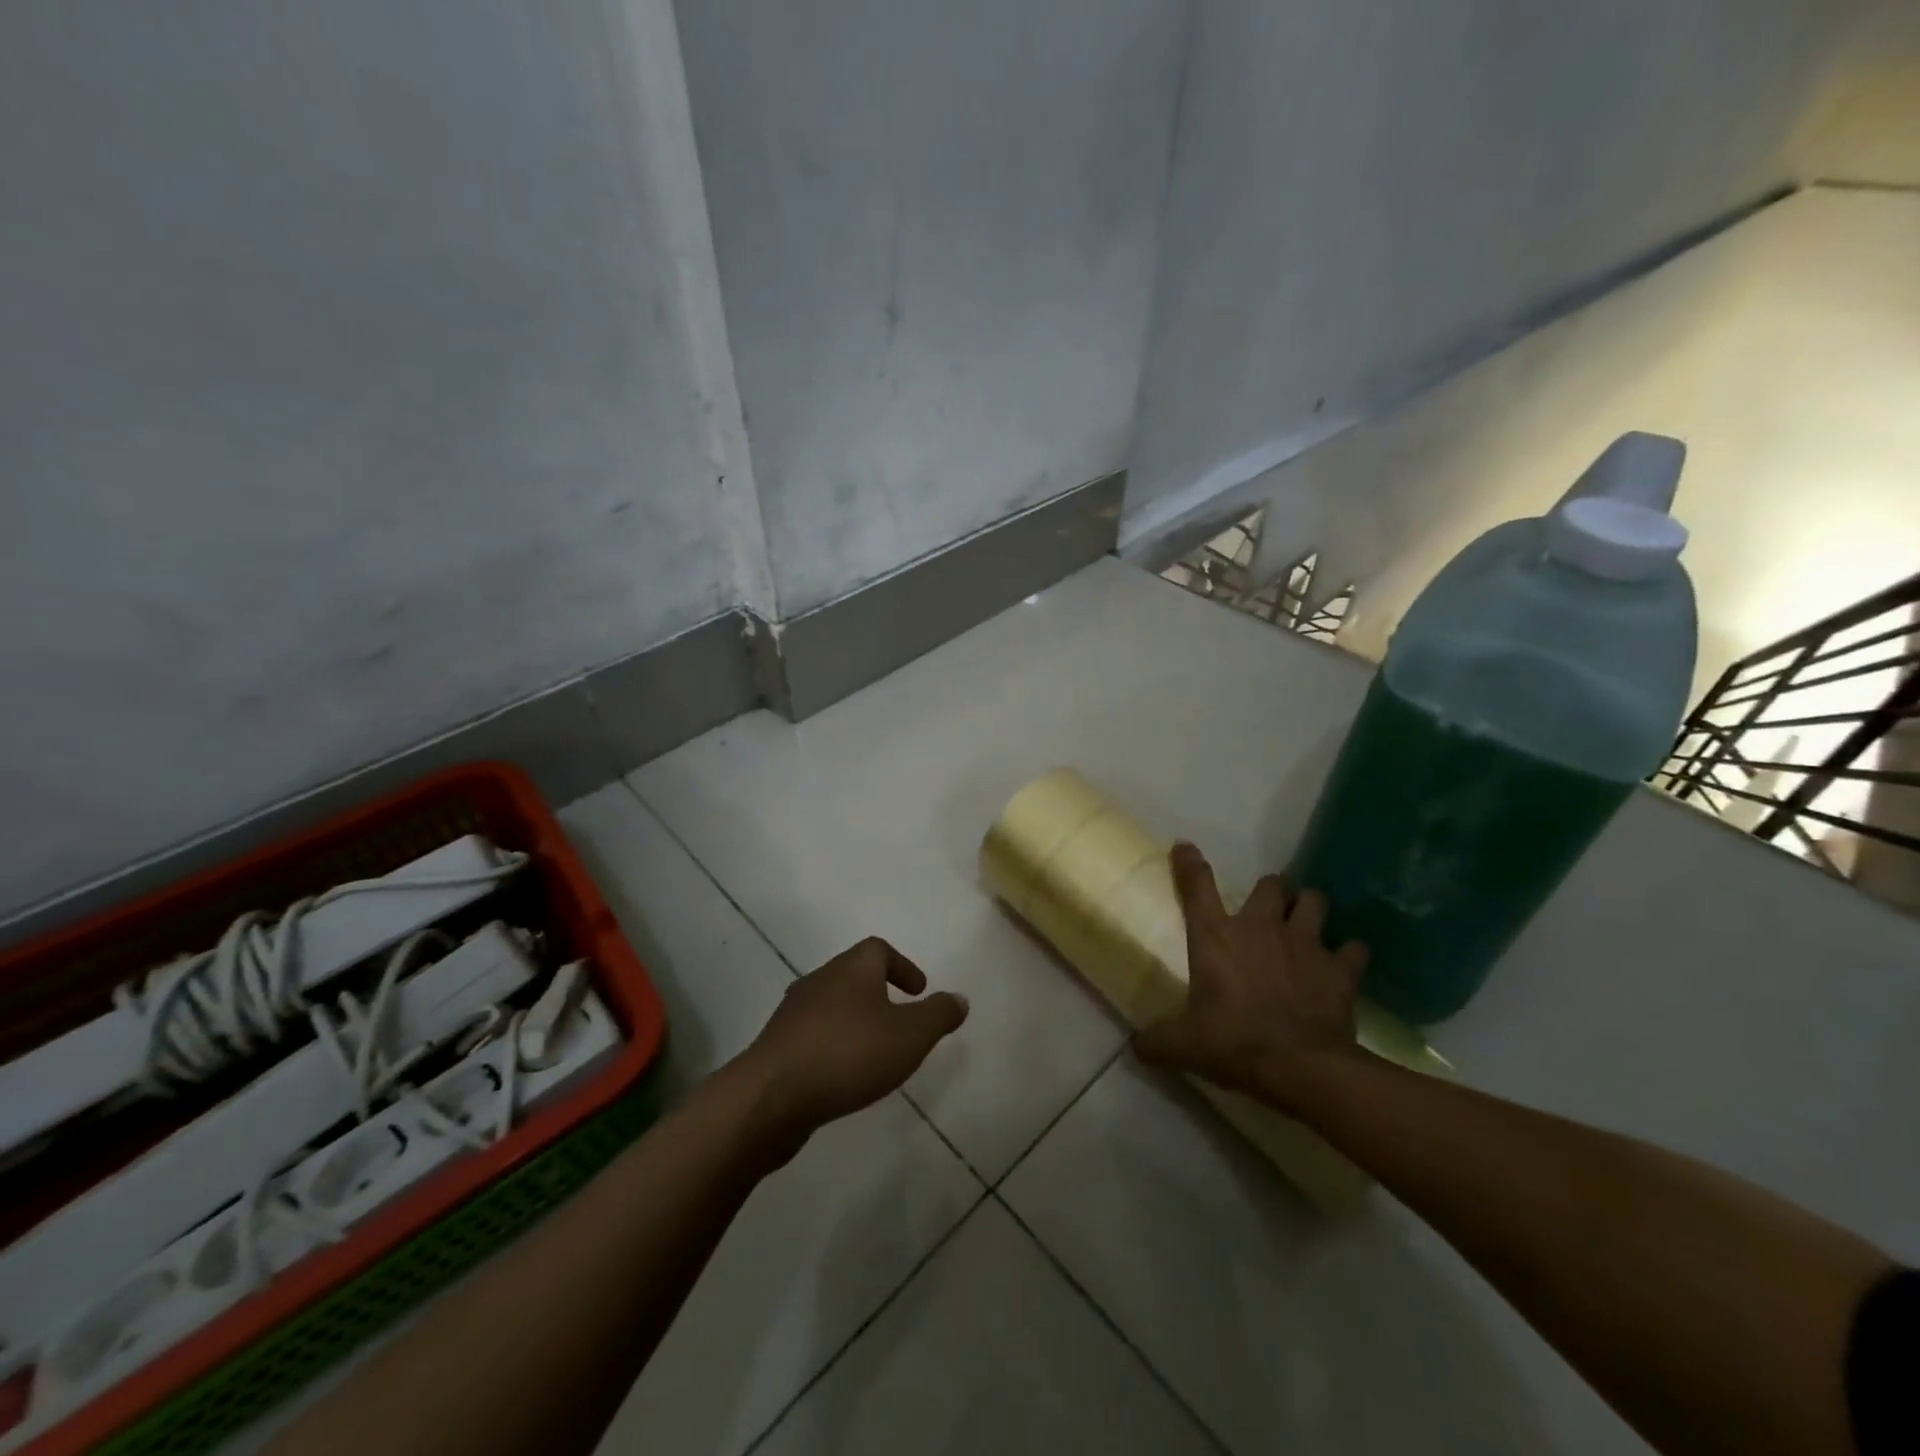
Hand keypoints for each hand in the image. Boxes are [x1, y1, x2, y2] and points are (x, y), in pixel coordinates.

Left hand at [737, 937, 968, 1148]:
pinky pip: (813, 1036)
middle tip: (900, 1020)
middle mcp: (820, 980)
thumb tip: (958, 998)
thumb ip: (938, 1015)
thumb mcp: (910, 1035)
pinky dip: (833, 1046)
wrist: (771, 1095)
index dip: (902, 966)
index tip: (918, 991)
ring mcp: (793, 1013)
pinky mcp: (777, 1046)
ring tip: (874, 1051)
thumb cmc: (849, 1054)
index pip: (878, 949)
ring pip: (832, 1006)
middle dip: (879, 994)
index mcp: (852, 968)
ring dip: (854, 1021)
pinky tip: (842, 1075)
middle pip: (853, 975)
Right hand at [1133, 842, 1369, 1111]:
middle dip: (1272, 890)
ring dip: (1310, 907)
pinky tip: (1346, 963)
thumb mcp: (1183, 1045)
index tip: (1185, 846)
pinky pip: (1353, 949)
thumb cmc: (1233, 1044)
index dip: (1190, 863)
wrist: (1301, 1067)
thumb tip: (1136, 1045)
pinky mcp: (1340, 969)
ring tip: (1306, 921)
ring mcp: (1305, 943)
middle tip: (1269, 906)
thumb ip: (1157, 1040)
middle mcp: (1261, 928)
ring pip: (1314, 901)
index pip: (1198, 887)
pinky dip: (1350, 954)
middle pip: (1271, 885)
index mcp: (1216, 937)